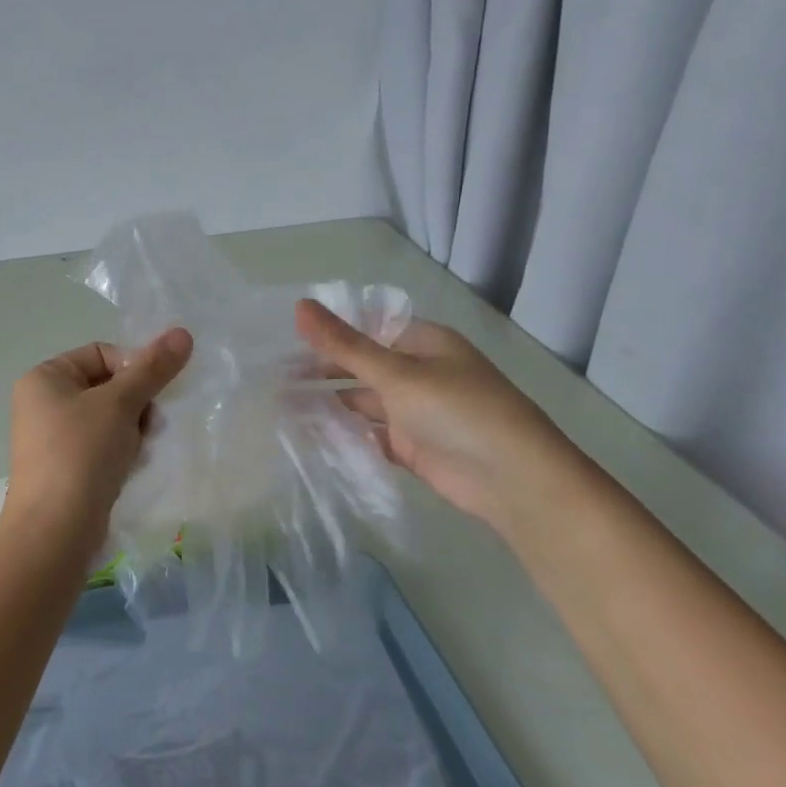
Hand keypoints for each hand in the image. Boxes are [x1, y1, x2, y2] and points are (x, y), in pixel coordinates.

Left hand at [3, 329, 194, 548]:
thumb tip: (183, 332)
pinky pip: (101, 447)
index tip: (152, 395)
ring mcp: (51, 439)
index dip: (133, 368)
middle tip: (150, 426)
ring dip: (132, 430)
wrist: (55, 532)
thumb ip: (152, 368)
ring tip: (139, 451)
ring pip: (108, 418)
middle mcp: (42, 403)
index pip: (101, 353)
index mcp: (44, 378)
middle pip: (107, 386)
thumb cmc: (81, 454)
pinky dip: (121, 452)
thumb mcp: (120, 404)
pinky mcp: (64, 469)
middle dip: (136, 404)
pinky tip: (129, 469)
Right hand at [295, 299, 577, 532]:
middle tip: (273, 374)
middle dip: (323, 370)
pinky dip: (344, 434)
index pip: (368, 328)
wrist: (512, 481)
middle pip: (362, 366)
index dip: (330, 332)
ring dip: (329, 403)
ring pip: (363, 402)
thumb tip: (299, 305)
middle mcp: (418, 373)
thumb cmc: (457, 411)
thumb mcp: (397, 373)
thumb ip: (345, 344)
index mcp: (423, 343)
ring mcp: (415, 412)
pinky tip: (309, 434)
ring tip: (280, 403)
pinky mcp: (411, 447)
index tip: (284, 338)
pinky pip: (369, 434)